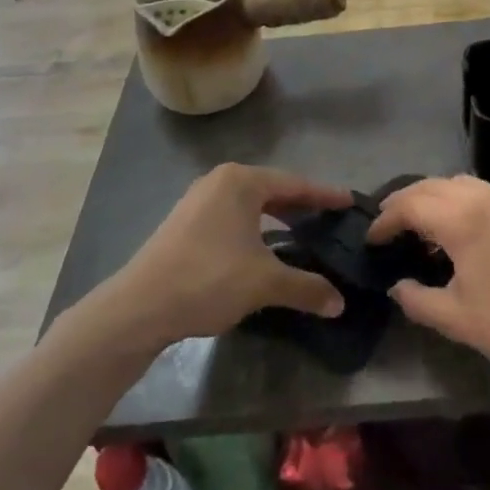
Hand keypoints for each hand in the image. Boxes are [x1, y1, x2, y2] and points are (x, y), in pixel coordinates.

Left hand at [102, 163, 351, 350]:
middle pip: (272, 189)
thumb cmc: (208, 279)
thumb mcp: (264, 283)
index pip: (295, 184)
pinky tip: (263, 249)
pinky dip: (255, 227)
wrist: (138, 307)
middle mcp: (219, 181)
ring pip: (250, 204)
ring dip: (277, 218)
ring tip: (302, 233)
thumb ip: (306, 287)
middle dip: (301, 205)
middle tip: (330, 218)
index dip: (325, 195)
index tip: (350, 201)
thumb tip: (340, 303)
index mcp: (241, 182)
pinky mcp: (185, 223)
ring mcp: (198, 201)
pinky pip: (232, 216)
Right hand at [366, 176, 489, 384]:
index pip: (409, 205)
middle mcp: (484, 196)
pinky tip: (465, 229)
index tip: (372, 239)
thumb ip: (417, 299)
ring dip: (435, 197)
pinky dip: (464, 201)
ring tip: (424, 225)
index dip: (385, 219)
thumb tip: (397, 286)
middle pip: (432, 186)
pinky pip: (486, 192)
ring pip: (460, 183)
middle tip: (389, 224)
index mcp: (461, 218)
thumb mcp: (457, 319)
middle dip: (405, 201)